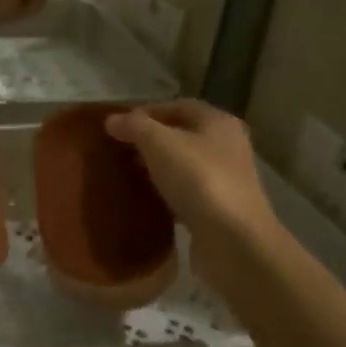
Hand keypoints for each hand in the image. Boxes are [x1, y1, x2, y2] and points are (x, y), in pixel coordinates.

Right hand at [106, 101, 280, 268]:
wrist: (233, 240)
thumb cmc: (198, 179)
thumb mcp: (158, 143)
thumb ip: (134, 126)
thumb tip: (112, 120)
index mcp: (218, 122)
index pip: (178, 106)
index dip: (147, 112)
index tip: (119, 126)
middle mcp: (227, 145)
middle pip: (182, 134)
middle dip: (150, 140)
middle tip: (120, 150)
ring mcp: (227, 178)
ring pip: (184, 164)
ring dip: (158, 166)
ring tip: (130, 173)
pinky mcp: (220, 208)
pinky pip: (187, 191)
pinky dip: (167, 192)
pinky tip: (148, 199)